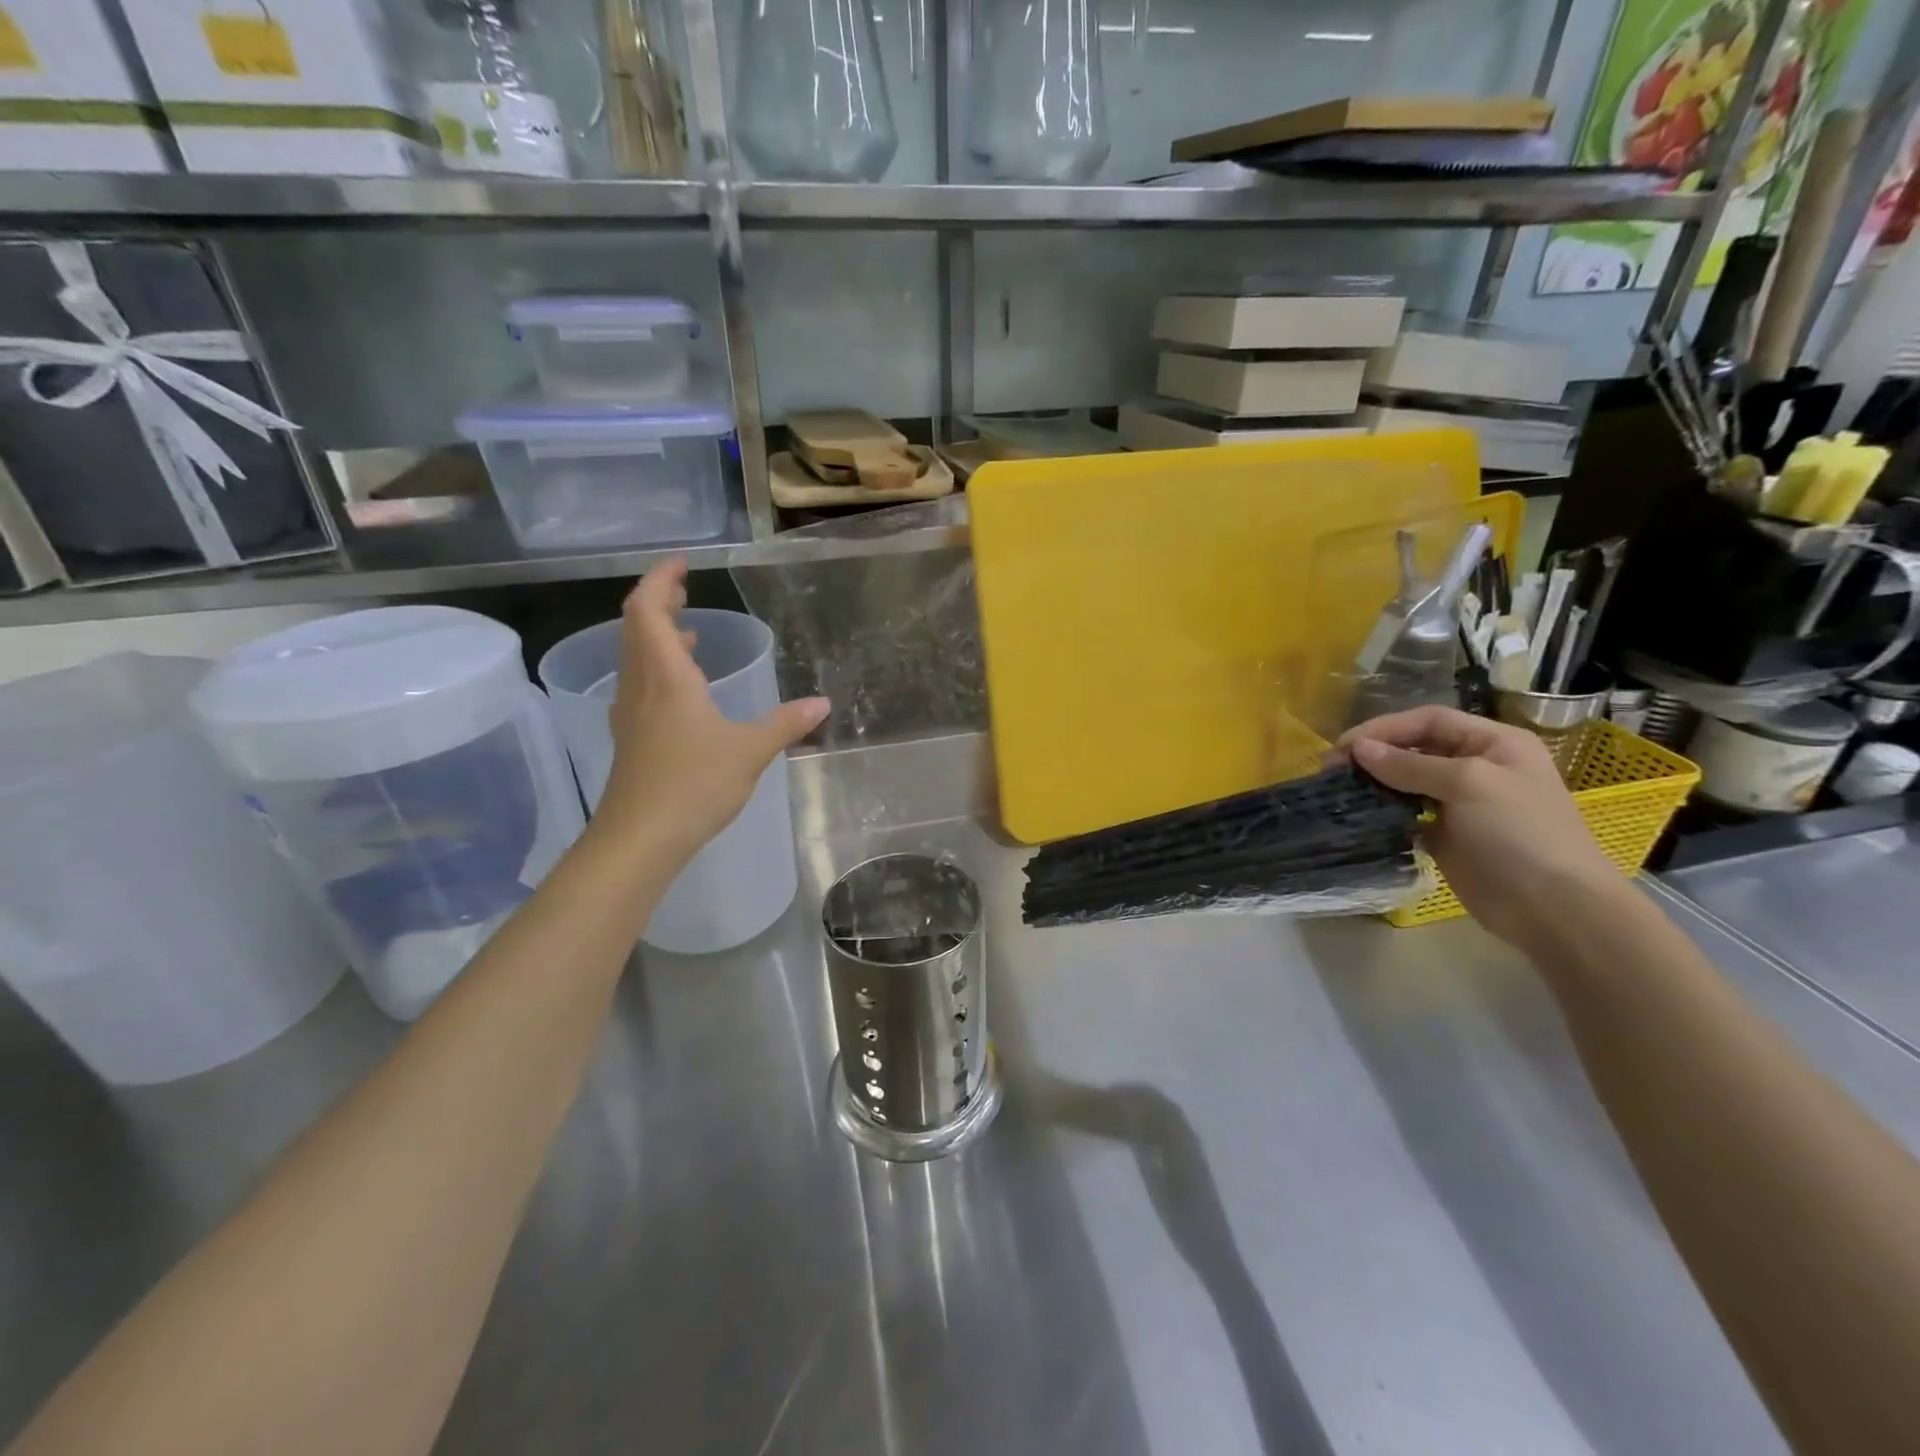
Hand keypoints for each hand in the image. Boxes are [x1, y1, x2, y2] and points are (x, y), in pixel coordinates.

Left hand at [592, 558, 828, 863]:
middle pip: (636, 627)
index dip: (661, 580)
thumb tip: (822, 704)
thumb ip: (786, 724)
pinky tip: (685, 687)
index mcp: (665, 676)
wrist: (640, 838)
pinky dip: (659, 667)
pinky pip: (641, 683)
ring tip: (689, 631)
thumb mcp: (749, 751)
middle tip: (685, 587)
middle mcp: (641, 685)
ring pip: (636, 656)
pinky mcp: (632, 736)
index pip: (648, 609)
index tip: (682, 563)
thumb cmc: (693, 785)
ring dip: (657, 634)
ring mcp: (631, 712)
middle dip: (659, 601)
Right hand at [1339, 706, 1623, 950]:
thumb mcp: (1469, 784)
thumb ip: (1410, 764)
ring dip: (1374, 783)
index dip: (1385, 728)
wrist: (1554, 909)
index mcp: (1494, 743)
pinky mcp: (1447, 836)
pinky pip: (1407, 814)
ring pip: (1407, 781)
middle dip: (1374, 754)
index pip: (1429, 721)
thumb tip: (1359, 750)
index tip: (1344, 747)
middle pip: (1415, 748)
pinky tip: (1361, 815)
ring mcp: (1462, 804)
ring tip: (1340, 790)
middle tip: (1332, 770)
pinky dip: (1383, 811)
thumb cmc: (1520, 834)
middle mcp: (1477, 767)